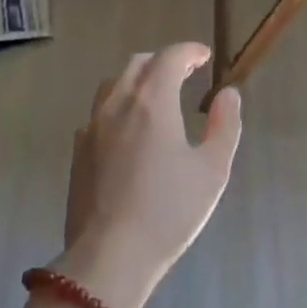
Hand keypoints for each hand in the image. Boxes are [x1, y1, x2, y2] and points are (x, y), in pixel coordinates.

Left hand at [58, 43, 241, 307]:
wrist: (109, 256)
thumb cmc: (169, 211)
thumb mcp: (212, 170)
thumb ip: (224, 125)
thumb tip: (227, 95)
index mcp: (152, 101)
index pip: (169, 57)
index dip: (189, 52)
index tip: (204, 57)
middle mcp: (118, 104)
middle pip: (138, 65)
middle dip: (163, 61)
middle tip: (185, 73)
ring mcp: (92, 127)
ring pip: (114, 85)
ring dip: (138, 80)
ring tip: (157, 96)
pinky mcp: (78, 151)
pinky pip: (99, 112)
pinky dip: (119, 106)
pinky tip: (130, 130)